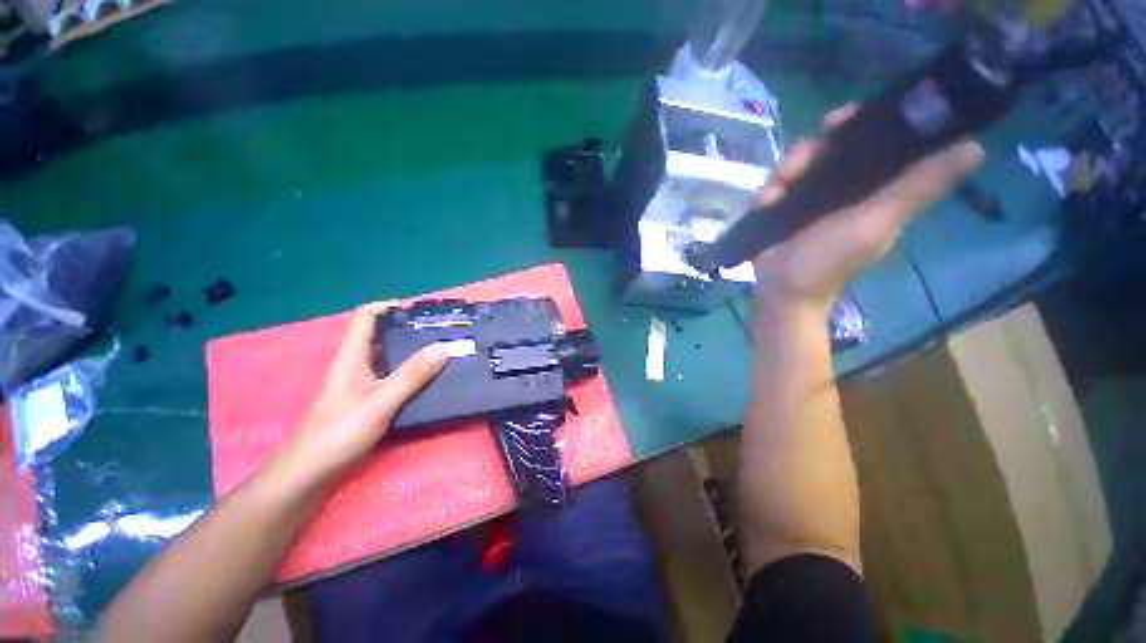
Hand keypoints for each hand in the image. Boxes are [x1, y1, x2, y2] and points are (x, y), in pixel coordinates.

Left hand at [283, 302, 447, 480]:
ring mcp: (363, 383)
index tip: (421, 311)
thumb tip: (442, 348)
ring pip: (391, 357)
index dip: (390, 307)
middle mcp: (358, 365)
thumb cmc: (339, 433)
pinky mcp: (370, 400)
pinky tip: (432, 379)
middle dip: (410, 329)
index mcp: (352, 357)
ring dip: (414, 352)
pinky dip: (413, 373)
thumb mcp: (379, 402)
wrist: (312, 473)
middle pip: (383, 335)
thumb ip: (411, 376)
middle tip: (441, 331)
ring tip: (444, 351)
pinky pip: (395, 377)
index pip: (366, 317)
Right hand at [754, 105, 983, 312]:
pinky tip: (767, 200)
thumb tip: (975, 147)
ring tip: (777, 190)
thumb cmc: (830, 260)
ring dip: (787, 170)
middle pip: (832, 146)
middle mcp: (845, 187)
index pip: (877, 140)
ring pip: (800, 163)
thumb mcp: (878, 222)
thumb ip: (918, 187)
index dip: (864, 122)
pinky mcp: (782, 209)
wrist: (781, 290)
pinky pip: (776, 185)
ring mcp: (810, 198)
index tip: (845, 117)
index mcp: (875, 187)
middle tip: (800, 159)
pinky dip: (770, 189)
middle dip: (814, 147)